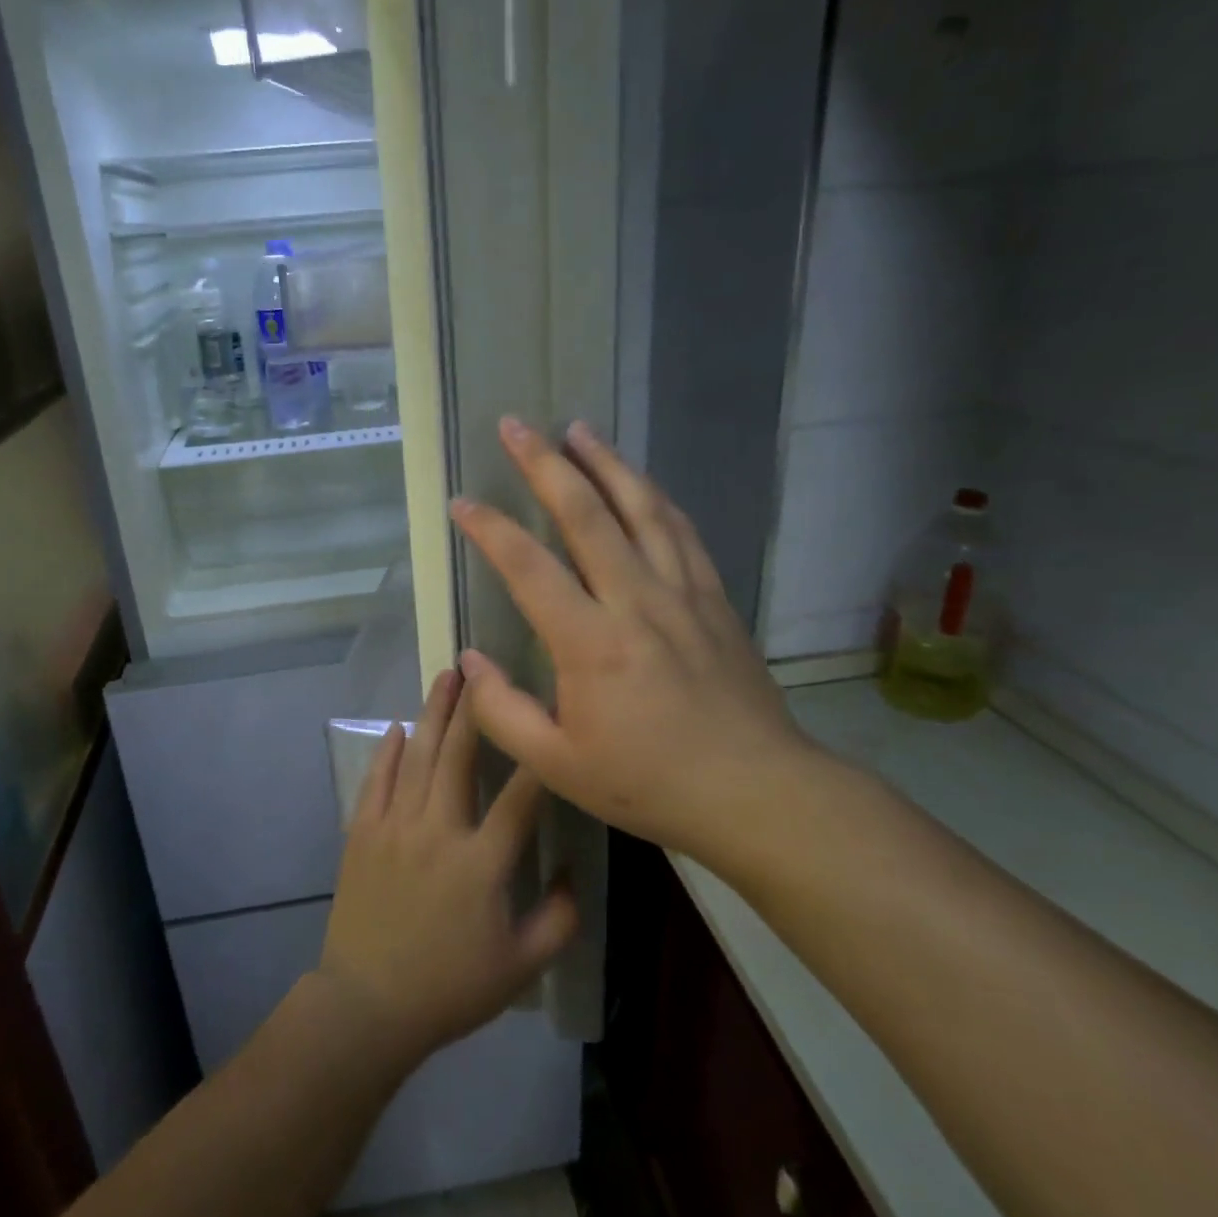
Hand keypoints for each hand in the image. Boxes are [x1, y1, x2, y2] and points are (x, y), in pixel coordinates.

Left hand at [315, 669, 579, 1065]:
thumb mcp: (522, 966)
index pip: (519, 796)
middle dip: (472, 708)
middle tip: (480, 668)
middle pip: (457, 756)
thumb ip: (560, 918)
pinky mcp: (362, 833)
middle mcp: (437, 831)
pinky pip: (376, 780)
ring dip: (432, 714)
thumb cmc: (450, 987)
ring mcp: (394, 827)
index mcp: (481, 863)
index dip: (537, 754)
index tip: (546, 714)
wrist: (368, 1006)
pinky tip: (398, 726)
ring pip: (417, 757)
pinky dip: (388, 750)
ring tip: (445, 678)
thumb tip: (575, 870)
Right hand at [449, 417, 818, 860]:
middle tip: (516, 425)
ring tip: (577, 429)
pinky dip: (653, 497)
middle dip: (545, 463)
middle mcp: (636, 600)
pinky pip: (680, 531)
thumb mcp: (557, 766)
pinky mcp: (713, 598)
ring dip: (605, 463)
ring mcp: (681, 592)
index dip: (490, 529)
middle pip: (586, 514)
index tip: (461, 502)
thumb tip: (470, 661)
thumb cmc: (649, 783)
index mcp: (590, 643)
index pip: (528, 567)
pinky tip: (640, 482)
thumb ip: (502, 713)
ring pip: (640, 508)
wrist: (756, 791)